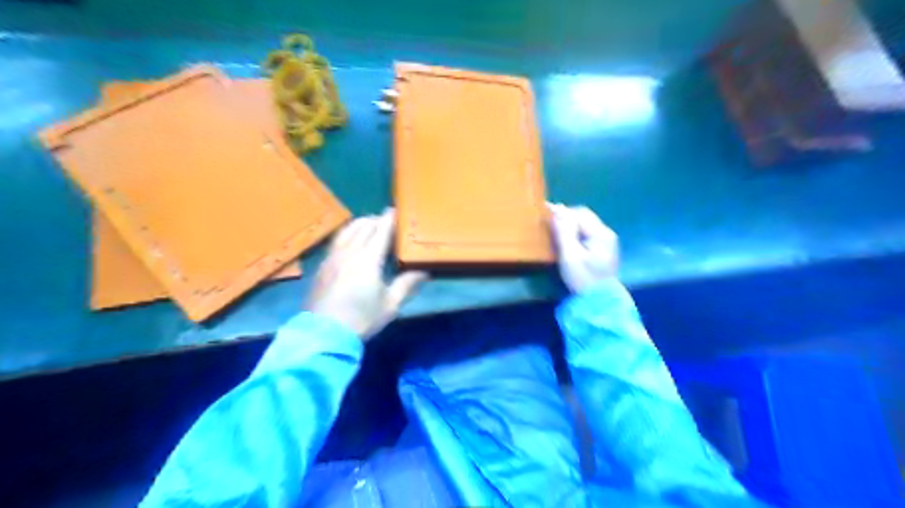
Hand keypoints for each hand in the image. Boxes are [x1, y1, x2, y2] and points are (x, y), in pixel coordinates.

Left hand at [306, 208, 428, 338]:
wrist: (324, 333)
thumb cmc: (362, 318)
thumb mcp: (390, 304)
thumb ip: (406, 284)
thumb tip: (424, 271)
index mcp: (369, 259)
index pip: (381, 230)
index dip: (390, 219)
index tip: (396, 210)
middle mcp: (350, 251)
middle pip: (364, 226)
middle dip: (377, 220)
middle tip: (388, 221)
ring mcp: (333, 257)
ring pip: (348, 230)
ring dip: (361, 223)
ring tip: (369, 225)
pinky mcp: (323, 265)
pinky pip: (337, 240)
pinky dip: (348, 233)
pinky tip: (351, 240)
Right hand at [548, 202, 618, 292]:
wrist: (598, 302)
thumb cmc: (582, 279)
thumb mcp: (570, 256)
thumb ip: (564, 232)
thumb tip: (557, 209)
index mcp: (600, 233)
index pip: (579, 213)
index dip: (562, 212)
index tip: (545, 214)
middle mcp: (606, 233)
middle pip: (583, 216)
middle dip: (566, 217)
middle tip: (549, 224)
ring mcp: (606, 241)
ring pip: (585, 224)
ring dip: (570, 225)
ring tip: (555, 231)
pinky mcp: (603, 249)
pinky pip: (587, 233)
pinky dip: (575, 233)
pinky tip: (566, 241)